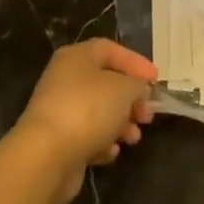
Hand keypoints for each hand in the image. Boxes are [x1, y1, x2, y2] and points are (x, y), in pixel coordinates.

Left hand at [9, 39, 156, 203]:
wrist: (47, 154)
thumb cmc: (88, 110)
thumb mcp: (124, 89)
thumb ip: (137, 85)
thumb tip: (137, 90)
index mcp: (76, 57)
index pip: (110, 49)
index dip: (135, 62)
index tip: (156, 80)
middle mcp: (64, 79)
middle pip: (105, 82)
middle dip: (131, 99)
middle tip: (148, 115)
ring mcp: (59, 109)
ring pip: (98, 111)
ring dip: (120, 124)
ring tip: (133, 138)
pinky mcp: (57, 139)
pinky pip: (86, 135)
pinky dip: (102, 142)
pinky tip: (109, 152)